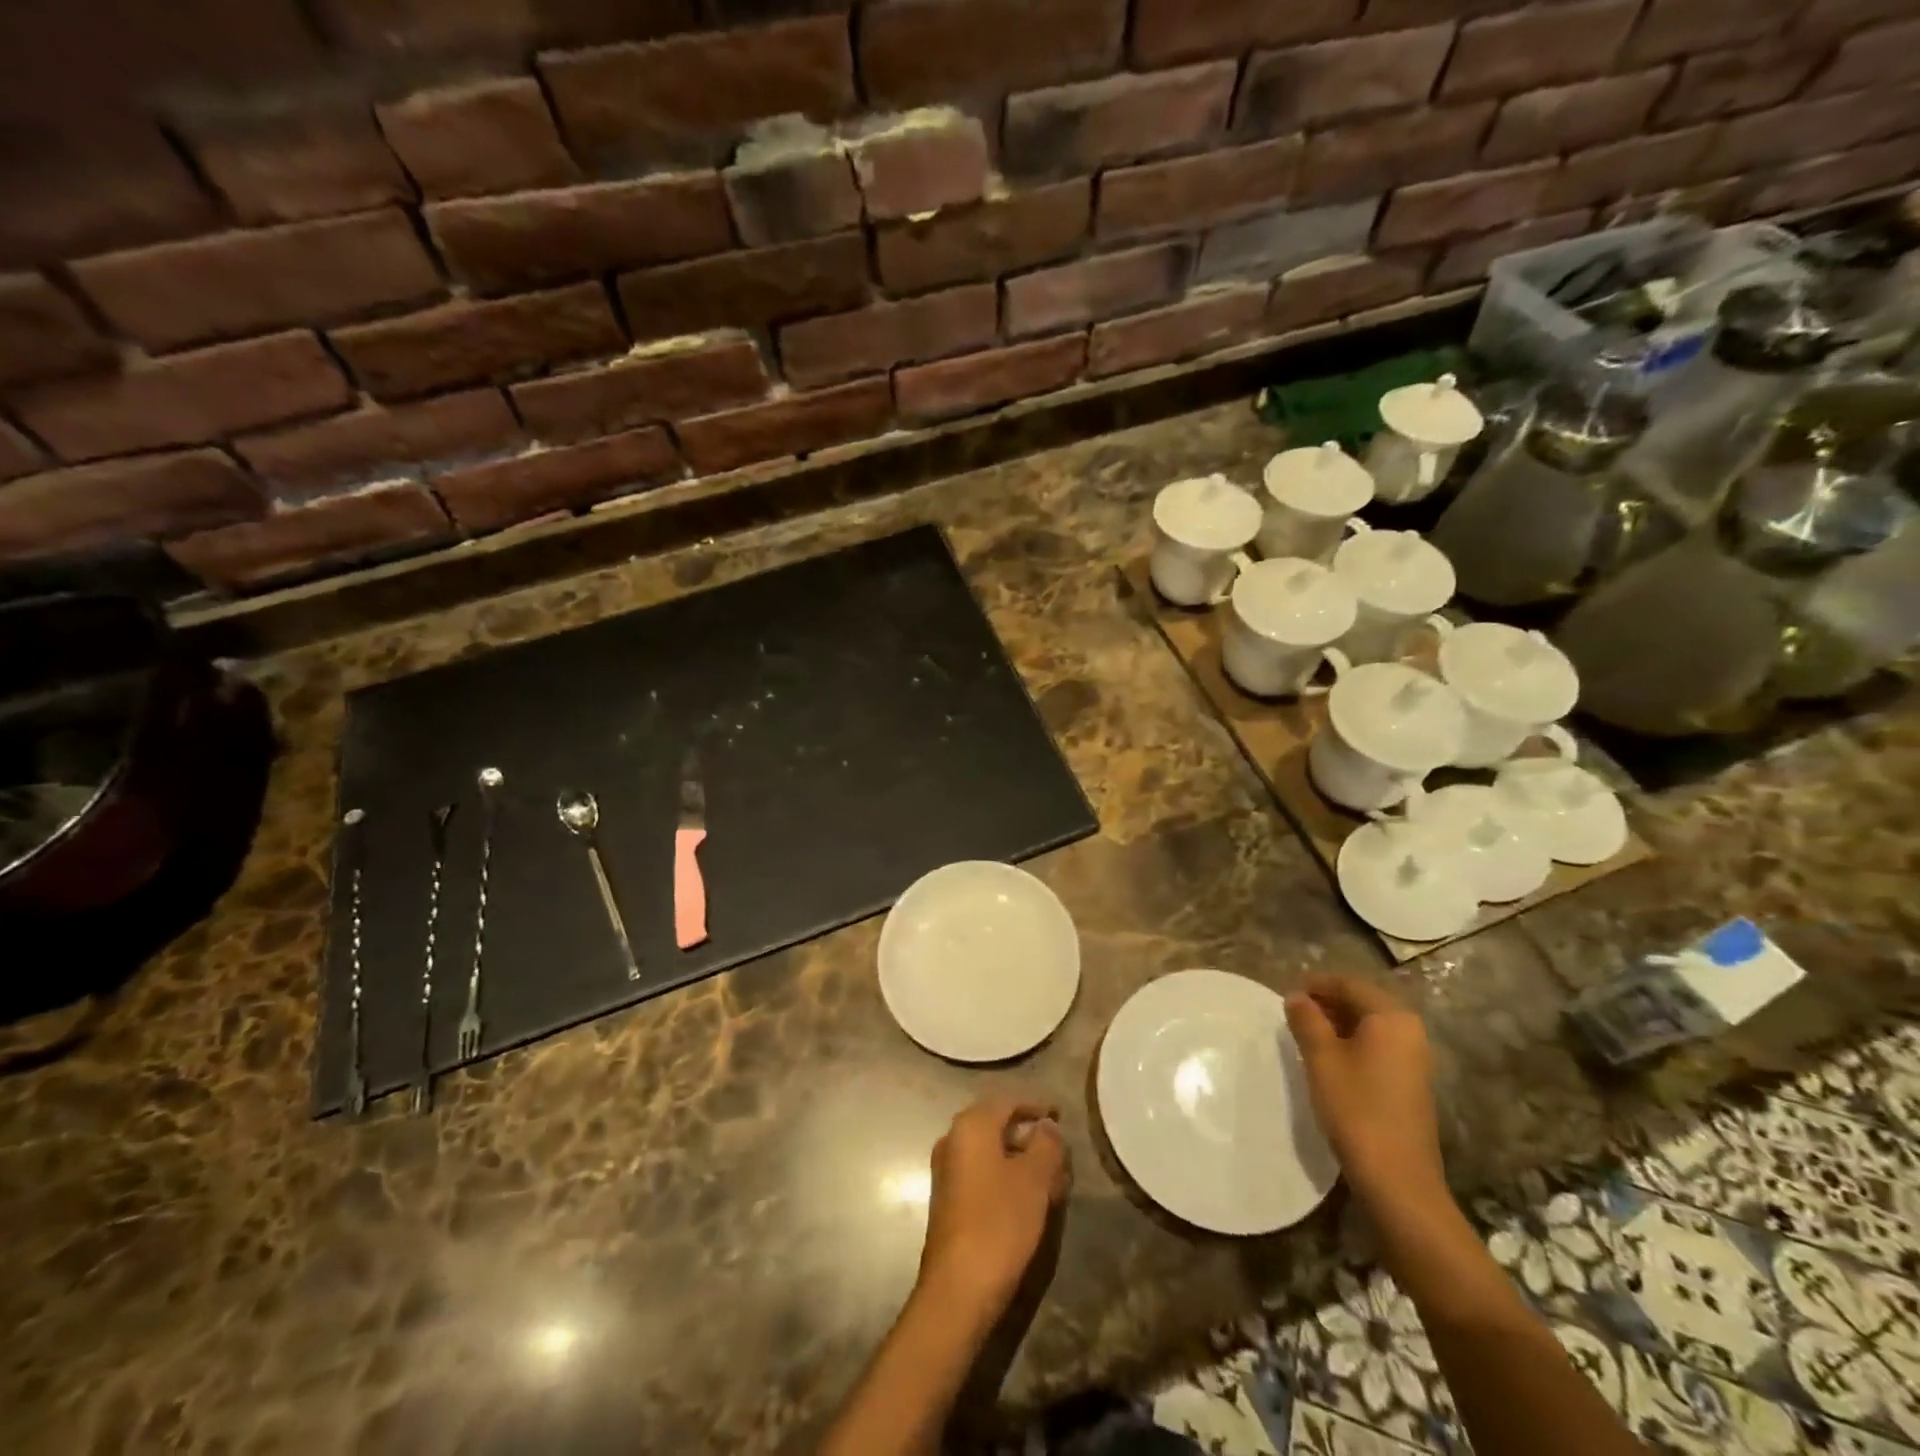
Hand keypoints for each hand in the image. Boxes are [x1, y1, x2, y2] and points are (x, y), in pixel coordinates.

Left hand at [918, 1096, 1070, 1318]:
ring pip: (991, 1152)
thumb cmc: (999, 1223)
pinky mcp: (949, 1199)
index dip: (1037, 1107)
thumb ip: (1045, 1145)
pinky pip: (982, 1173)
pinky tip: (1029, 1199)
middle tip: (1060, 1153)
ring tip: (1052, 1178)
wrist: (957, 1289)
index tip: (1061, 1116)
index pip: (1009, 1101)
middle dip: (1030, 1136)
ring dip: (1021, 1159)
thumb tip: (1047, 1126)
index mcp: (971, 1125)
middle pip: (998, 1125)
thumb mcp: (1034, 1180)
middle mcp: (953, 1139)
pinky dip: (1006, 1176)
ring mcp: (948, 1170)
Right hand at [1286, 974, 1446, 1212]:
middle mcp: (1410, 1032)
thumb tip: (1296, 997)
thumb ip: (1306, 1020)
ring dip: (1338, 1024)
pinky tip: (1329, 1060)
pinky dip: (1353, 1044)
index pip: (1350, 984)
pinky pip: (1378, 1048)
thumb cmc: (1356, 1108)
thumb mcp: (1321, 1058)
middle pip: (1363, 1003)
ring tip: (1306, 1034)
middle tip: (1294, 1012)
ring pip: (1370, 1027)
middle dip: (1328, 1003)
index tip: (1288, 992)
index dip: (1317, 983)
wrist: (1397, 1179)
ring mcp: (1415, 1060)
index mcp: (1392, 1017)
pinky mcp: (1411, 1084)